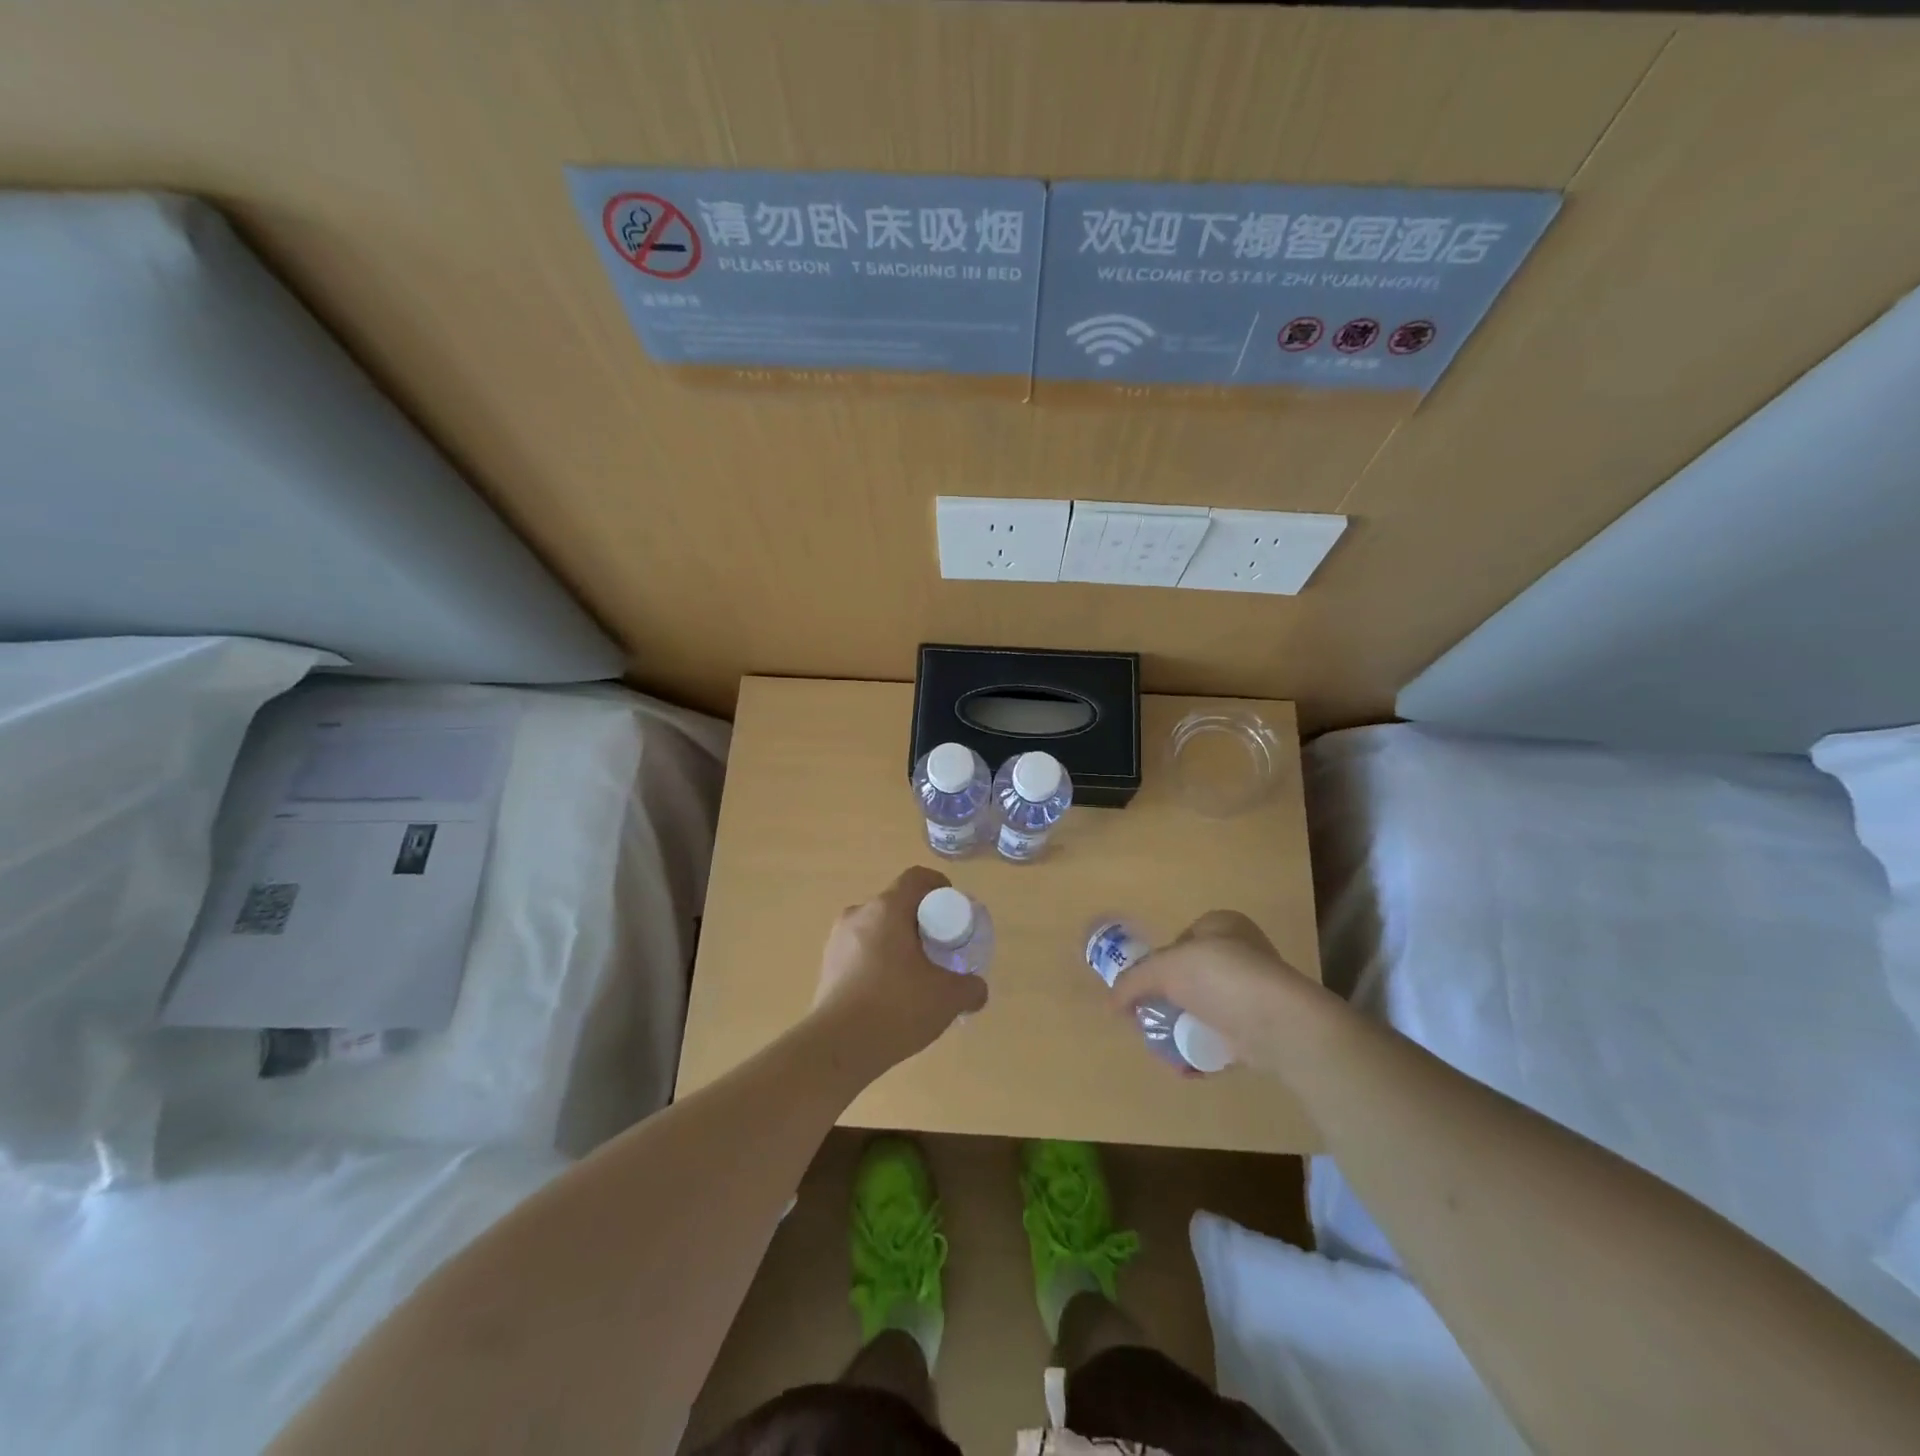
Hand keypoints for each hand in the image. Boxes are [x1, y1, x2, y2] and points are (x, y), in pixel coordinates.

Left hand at [811, 866, 988, 1072]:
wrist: (837, 1047)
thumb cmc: (896, 1007)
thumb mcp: (948, 998)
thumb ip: (970, 988)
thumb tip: (976, 989)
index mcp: (887, 908)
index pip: (916, 878)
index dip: (938, 886)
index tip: (952, 908)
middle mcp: (858, 914)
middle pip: (895, 903)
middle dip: (919, 920)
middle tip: (938, 946)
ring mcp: (837, 939)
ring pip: (876, 928)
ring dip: (896, 942)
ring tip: (914, 974)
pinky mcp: (827, 965)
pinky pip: (860, 950)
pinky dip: (878, 961)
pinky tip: (890, 992)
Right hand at [1107, 911, 1331, 1071]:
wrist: (1279, 1023)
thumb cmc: (1219, 977)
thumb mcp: (1164, 968)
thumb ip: (1133, 982)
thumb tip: (1110, 1004)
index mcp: (1222, 925)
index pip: (1181, 940)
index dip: (1159, 962)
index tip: (1145, 988)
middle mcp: (1241, 953)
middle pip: (1191, 978)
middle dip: (1169, 1001)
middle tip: (1150, 1020)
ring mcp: (1254, 992)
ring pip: (1206, 1010)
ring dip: (1184, 1029)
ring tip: (1165, 1047)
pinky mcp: (1262, 1029)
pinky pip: (1224, 1038)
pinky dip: (1204, 1051)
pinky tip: (1187, 1065)